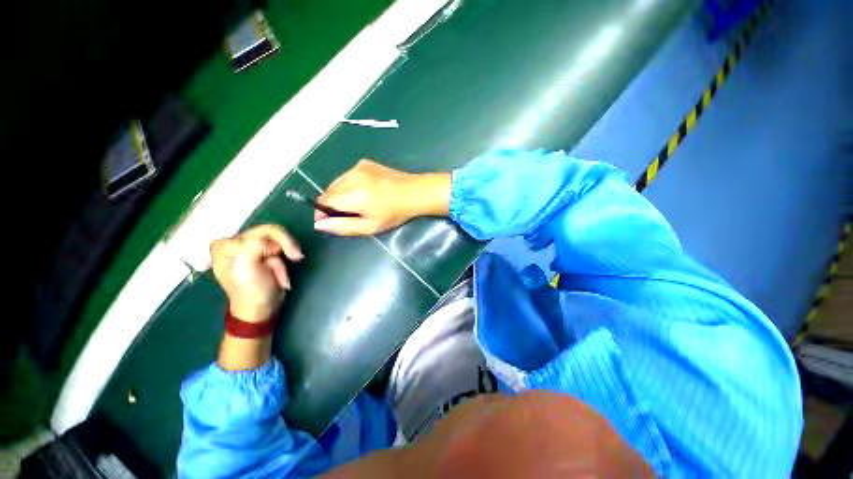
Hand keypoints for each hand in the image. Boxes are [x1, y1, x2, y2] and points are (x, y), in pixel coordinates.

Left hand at [210, 224, 302, 321]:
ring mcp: (250, 247)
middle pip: (271, 232)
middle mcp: (235, 242)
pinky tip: (281, 272)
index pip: (260, 233)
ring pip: (279, 240)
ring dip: (285, 257)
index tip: (275, 263)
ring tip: (281, 274)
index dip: (272, 247)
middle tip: (294, 260)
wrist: (261, 309)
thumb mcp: (247, 268)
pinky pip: (282, 247)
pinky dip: (286, 259)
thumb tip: (273, 244)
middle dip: (283, 250)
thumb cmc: (251, 291)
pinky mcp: (263, 252)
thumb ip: (254, 246)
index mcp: (225, 245)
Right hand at [314, 159, 450, 235]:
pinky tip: (366, 191)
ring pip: (337, 182)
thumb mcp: (370, 226)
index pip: (323, 201)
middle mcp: (351, 176)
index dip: (322, 213)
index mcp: (353, 194)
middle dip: (332, 204)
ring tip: (359, 203)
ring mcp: (358, 167)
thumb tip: (318, 225)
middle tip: (350, 214)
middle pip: (328, 191)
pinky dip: (350, 184)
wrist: (415, 192)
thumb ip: (343, 226)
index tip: (329, 221)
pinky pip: (348, 175)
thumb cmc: (394, 213)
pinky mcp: (364, 162)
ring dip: (340, 194)